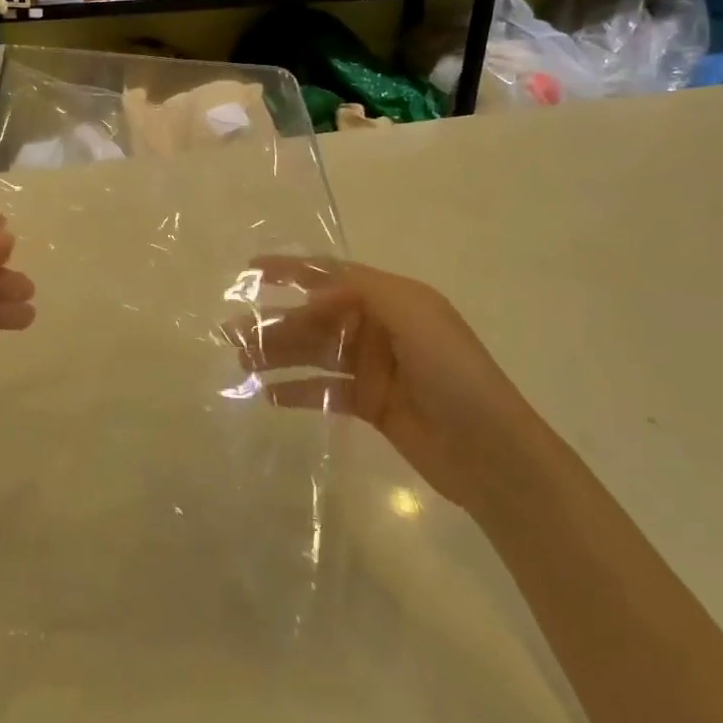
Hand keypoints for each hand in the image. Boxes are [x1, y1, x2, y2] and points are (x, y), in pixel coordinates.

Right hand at [236, 259, 527, 511]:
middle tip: (231, 331)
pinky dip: (296, 390)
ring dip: (278, 354)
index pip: (332, 275)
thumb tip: (310, 292)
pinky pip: (324, 390)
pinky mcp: (370, 404)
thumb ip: (361, 292)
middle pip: (316, 317)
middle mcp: (379, 327)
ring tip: (240, 361)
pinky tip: (266, 394)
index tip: (250, 271)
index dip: (291, 270)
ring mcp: (373, 367)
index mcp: (392, 298)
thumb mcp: (415, 315)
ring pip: (314, 353)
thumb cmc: (454, 373)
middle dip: (274, 320)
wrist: (492, 453)